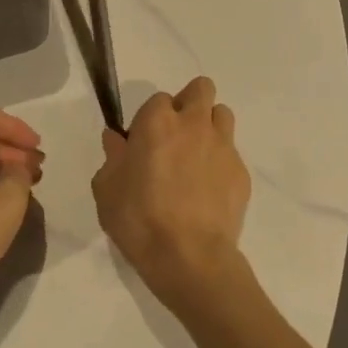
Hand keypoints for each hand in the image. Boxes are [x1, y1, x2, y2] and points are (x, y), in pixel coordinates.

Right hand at [93, 76, 250, 313]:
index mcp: (157, 122)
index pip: (158, 99)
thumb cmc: (139, 220)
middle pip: (201, 89)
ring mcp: (223, 146)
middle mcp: (193, 124)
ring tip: (197, 157)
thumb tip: (116, 140)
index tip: (143, 143)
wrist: (190, 258)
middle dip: (190, 103)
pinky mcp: (241, 173)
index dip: (150, 118)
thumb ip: (112, 158)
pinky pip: (232, 153)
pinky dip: (220, 163)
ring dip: (210, 126)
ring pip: (222, 115)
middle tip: (176, 134)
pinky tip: (209, 190)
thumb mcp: (107, 190)